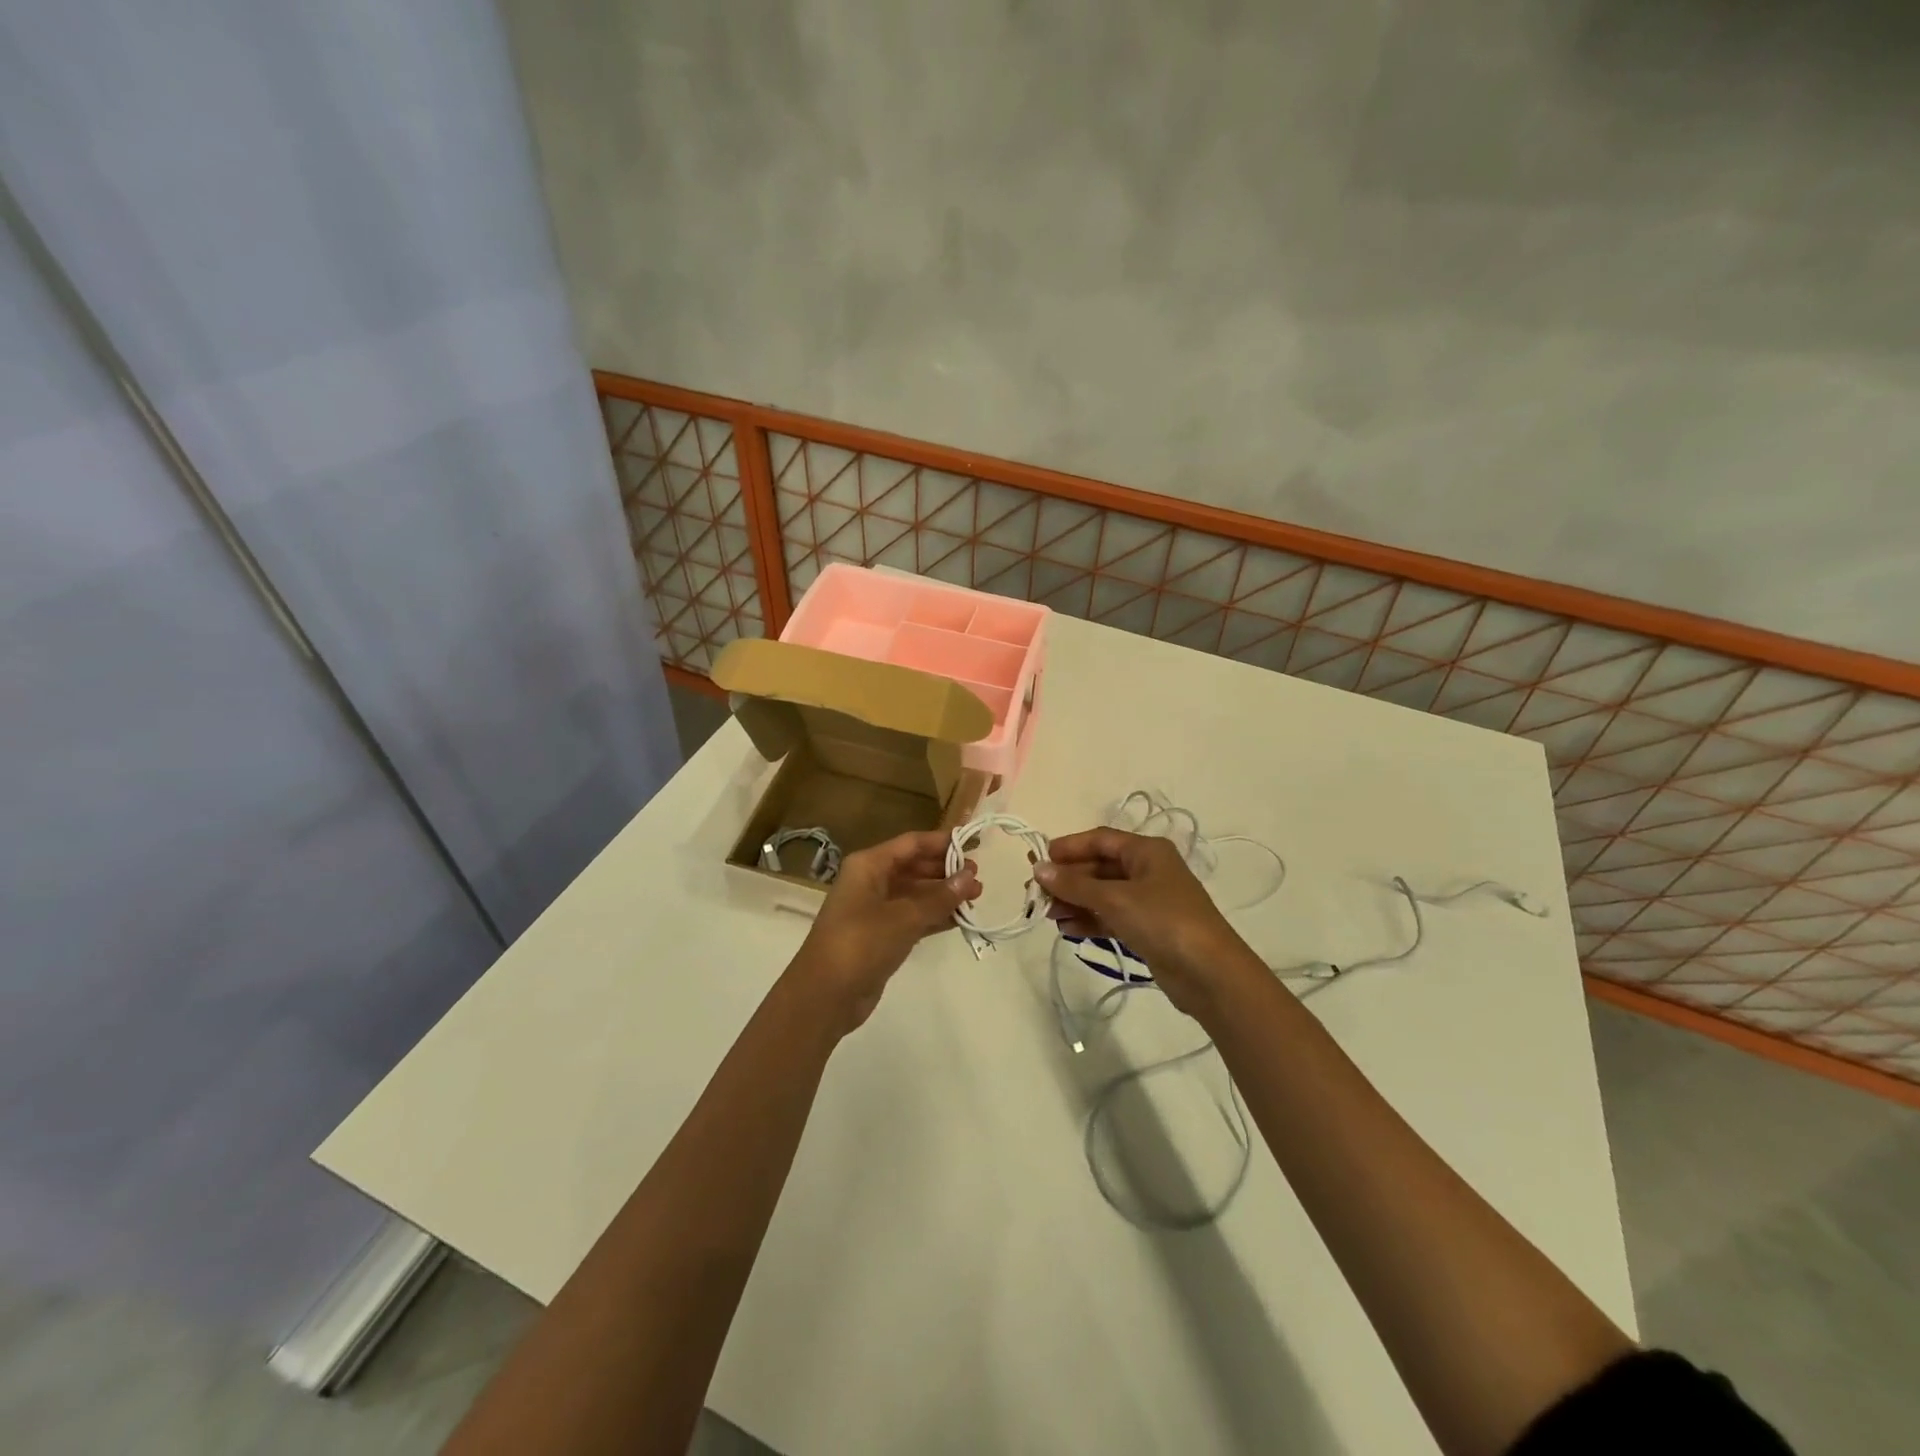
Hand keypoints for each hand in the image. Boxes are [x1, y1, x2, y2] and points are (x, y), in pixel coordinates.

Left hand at [789, 830, 980, 1031]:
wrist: (825, 995)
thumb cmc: (860, 943)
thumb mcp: (904, 917)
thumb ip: (940, 897)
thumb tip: (970, 876)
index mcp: (869, 866)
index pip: (911, 844)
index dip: (942, 842)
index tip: (974, 844)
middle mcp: (871, 882)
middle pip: (914, 867)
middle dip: (946, 871)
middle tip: (979, 878)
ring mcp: (875, 910)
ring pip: (916, 894)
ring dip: (944, 895)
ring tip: (977, 897)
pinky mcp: (881, 936)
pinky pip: (914, 917)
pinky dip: (935, 916)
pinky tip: (960, 919)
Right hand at [1035, 828, 1257, 1019]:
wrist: (1209, 973)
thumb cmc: (1163, 921)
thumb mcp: (1115, 899)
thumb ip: (1074, 884)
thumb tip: (1039, 868)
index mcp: (1147, 851)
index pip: (1100, 839)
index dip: (1069, 847)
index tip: (1040, 860)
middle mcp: (1148, 870)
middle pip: (1099, 867)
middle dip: (1068, 880)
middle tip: (1037, 894)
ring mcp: (1149, 901)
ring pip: (1103, 894)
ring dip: (1075, 902)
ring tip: (1049, 915)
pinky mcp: (1148, 929)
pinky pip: (1111, 917)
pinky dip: (1090, 921)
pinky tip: (1067, 930)